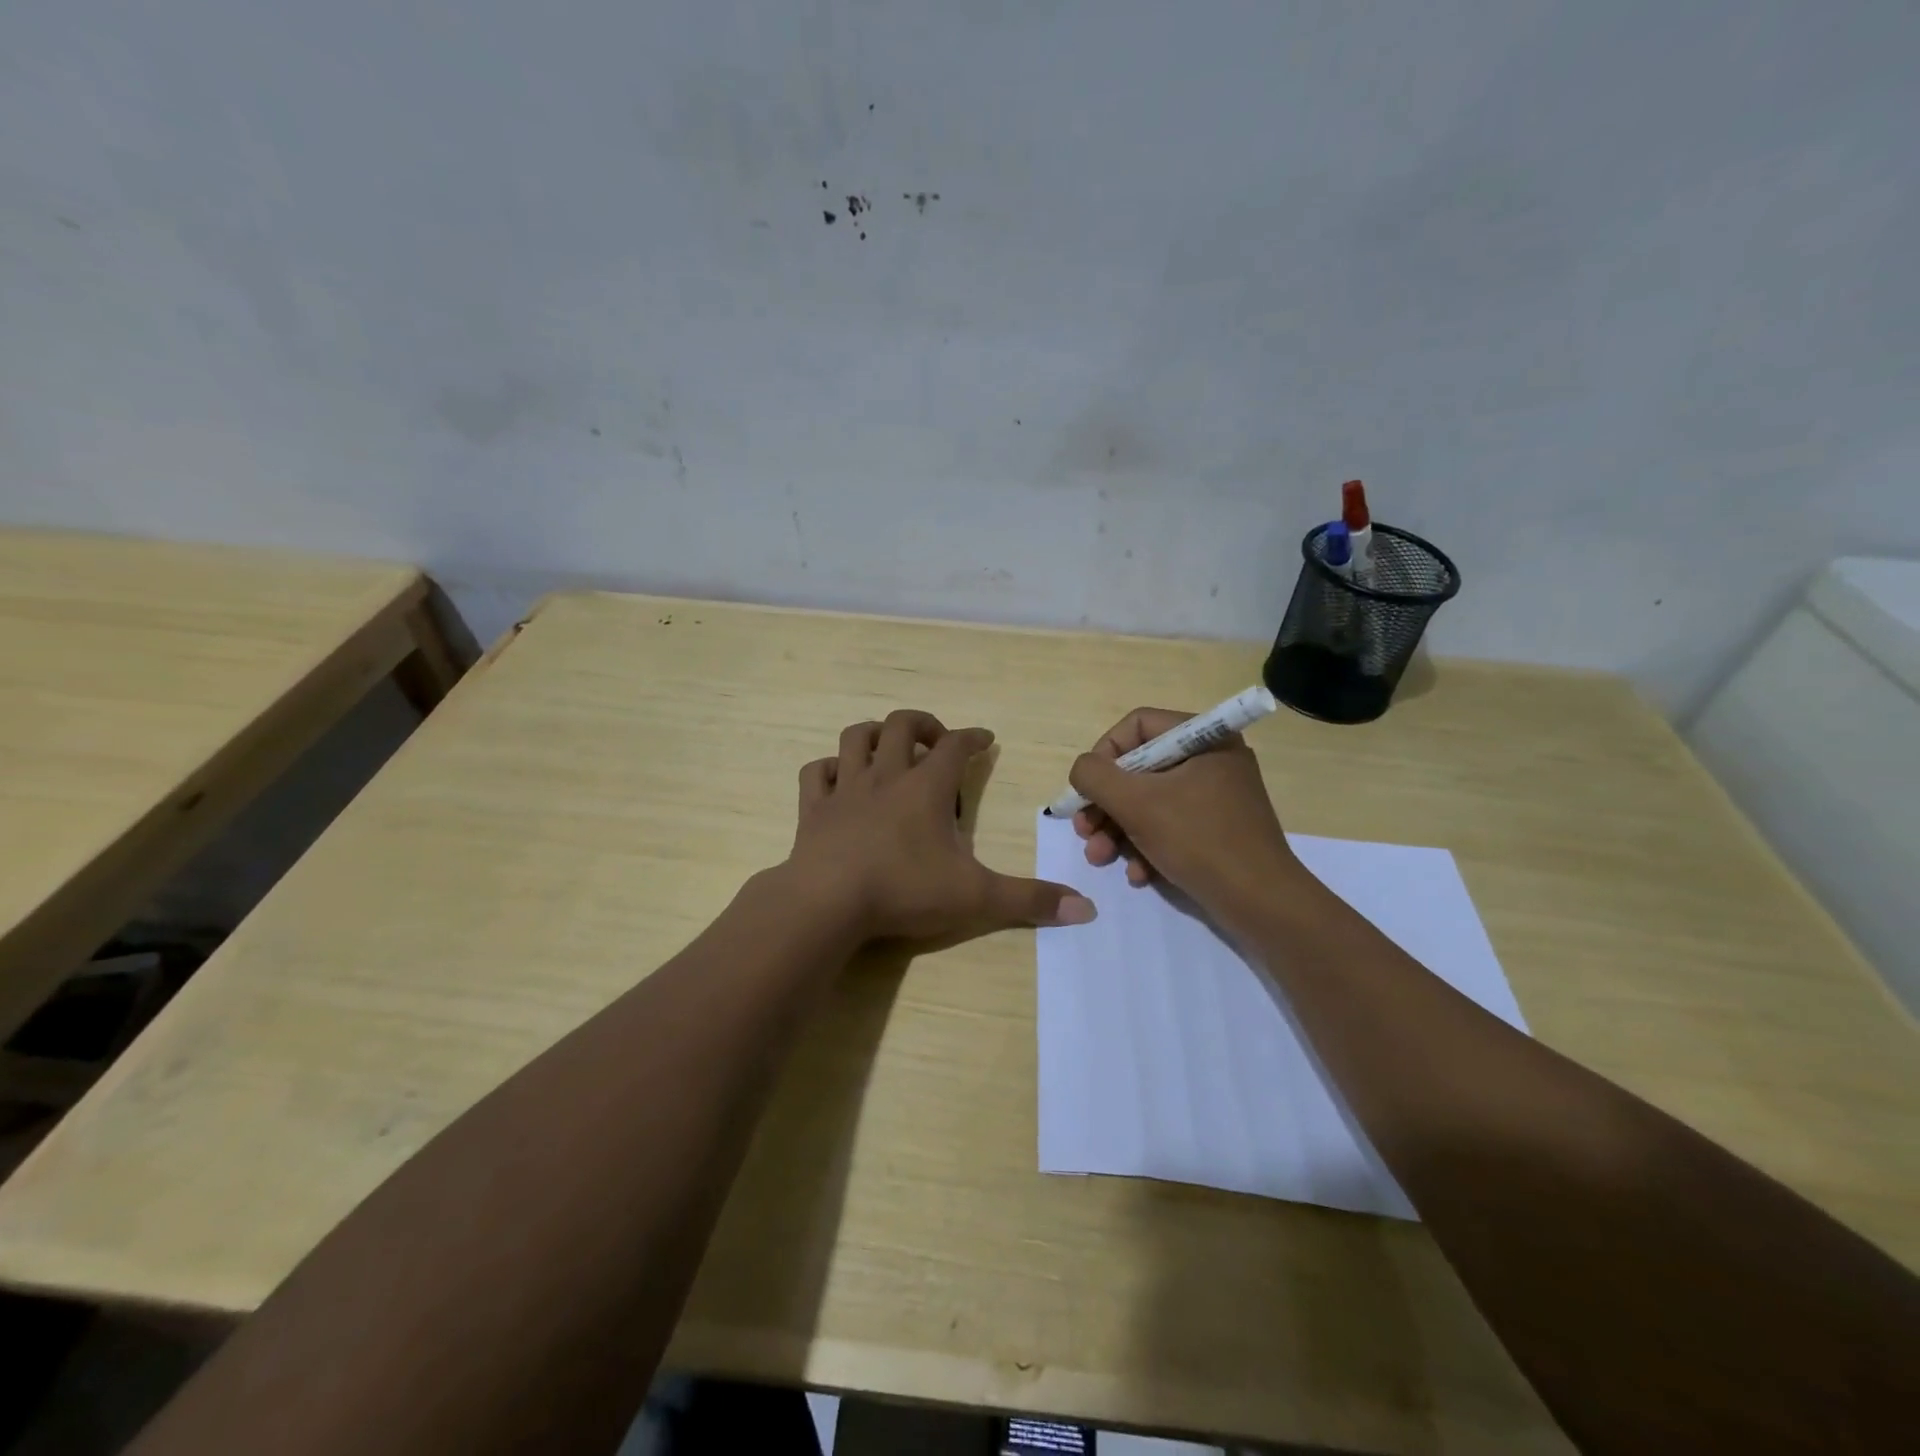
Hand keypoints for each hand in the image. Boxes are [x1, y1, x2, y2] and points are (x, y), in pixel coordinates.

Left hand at [790, 710, 1096, 942]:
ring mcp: (845, 789)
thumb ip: (1030, 900)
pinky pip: (816, 773)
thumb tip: (1087, 908)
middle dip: (925, 725)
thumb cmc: (904, 890)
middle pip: (903, 725)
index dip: (974, 737)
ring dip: (875, 734)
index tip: (986, 739)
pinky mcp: (814, 809)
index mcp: (926, 787)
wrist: (827, 902)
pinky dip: (828, 769)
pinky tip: (837, 779)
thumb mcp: (976, 898)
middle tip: (938, 742)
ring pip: (856, 738)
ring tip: (889, 748)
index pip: (957, 746)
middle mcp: (886, 776)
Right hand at [1067, 706, 1300, 918]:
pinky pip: (1170, 825)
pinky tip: (1137, 875)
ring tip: (1100, 858)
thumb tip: (1082, 769)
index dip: (1104, 754)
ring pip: (1149, 801)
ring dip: (1117, 830)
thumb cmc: (1199, 840)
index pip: (1137, 726)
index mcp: (1204, 737)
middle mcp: (1211, 759)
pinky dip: (1147, 846)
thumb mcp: (1137, 803)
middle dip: (1105, 804)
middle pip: (1139, 768)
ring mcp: (1215, 796)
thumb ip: (1096, 777)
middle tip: (1084, 831)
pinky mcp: (1215, 829)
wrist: (1261, 904)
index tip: (1088, 790)